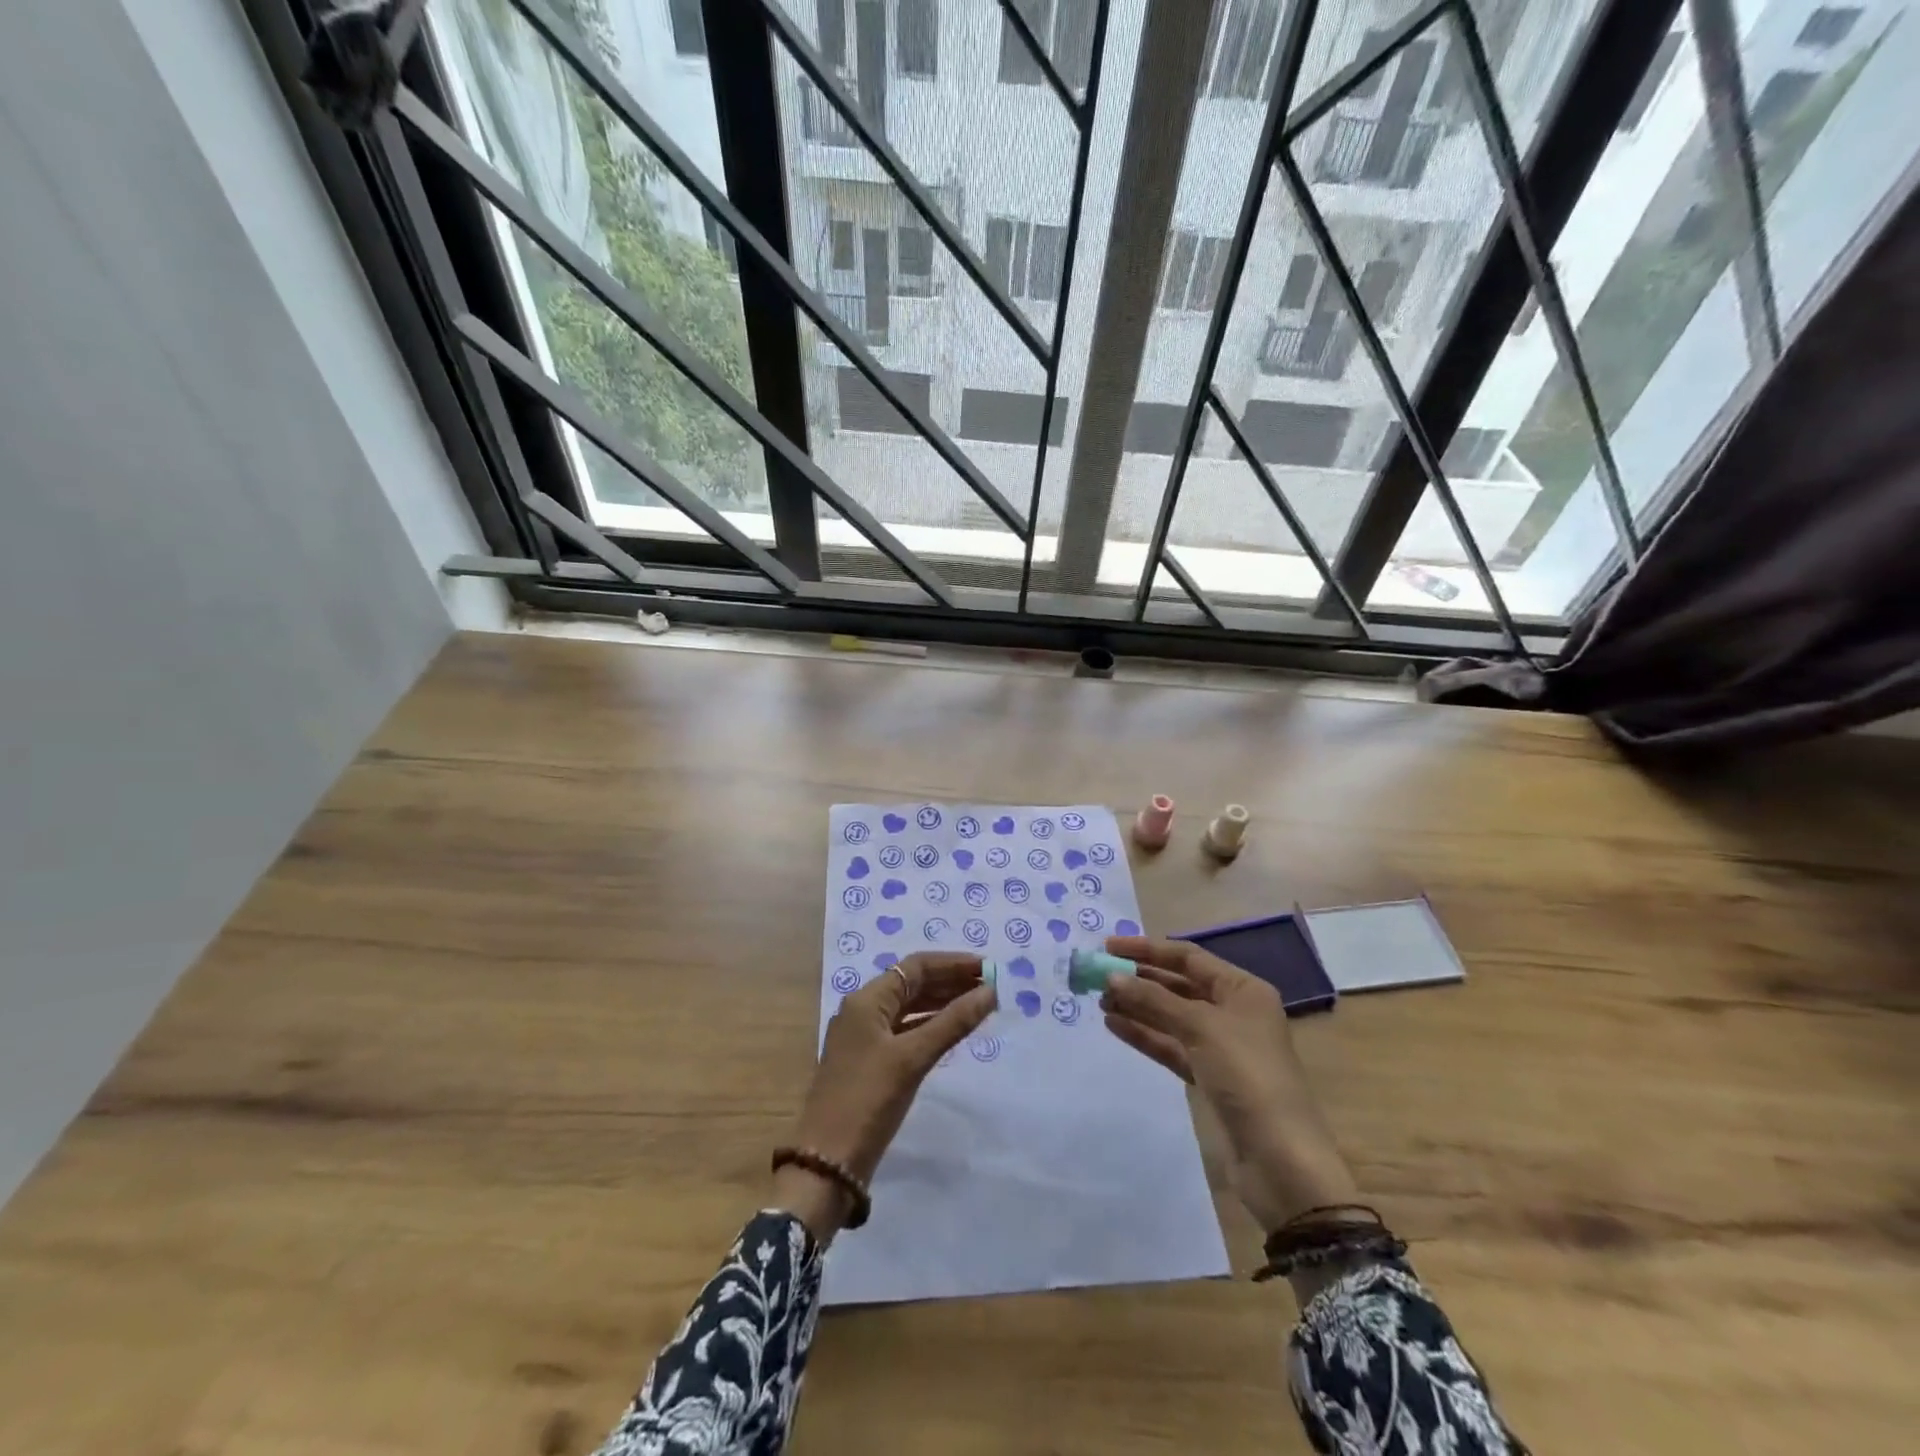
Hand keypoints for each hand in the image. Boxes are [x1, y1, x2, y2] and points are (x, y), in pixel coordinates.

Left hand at [774, 952, 994, 1239]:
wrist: (827, 1162)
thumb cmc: (869, 1100)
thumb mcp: (913, 1058)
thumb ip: (953, 1022)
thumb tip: (990, 992)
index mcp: (867, 1000)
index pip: (915, 967)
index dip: (953, 964)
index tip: (988, 968)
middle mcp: (864, 1011)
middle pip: (913, 984)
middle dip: (951, 982)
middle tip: (990, 987)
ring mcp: (865, 1037)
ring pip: (910, 1009)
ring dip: (943, 1004)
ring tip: (980, 1005)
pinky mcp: (870, 1062)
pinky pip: (906, 1032)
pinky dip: (931, 1027)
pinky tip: (954, 1032)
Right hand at [1100, 935, 1359, 1232]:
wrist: (1278, 1158)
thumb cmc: (1247, 1075)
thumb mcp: (1200, 1027)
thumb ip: (1153, 999)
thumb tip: (1111, 977)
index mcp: (1242, 990)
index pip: (1188, 957)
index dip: (1148, 949)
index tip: (1109, 947)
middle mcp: (1232, 1012)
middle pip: (1177, 985)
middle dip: (1139, 979)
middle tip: (1098, 976)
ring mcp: (1219, 1047)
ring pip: (1169, 1016)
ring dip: (1136, 1006)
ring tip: (1100, 1000)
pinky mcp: (1206, 1077)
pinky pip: (1169, 1045)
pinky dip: (1143, 1034)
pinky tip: (1114, 1024)